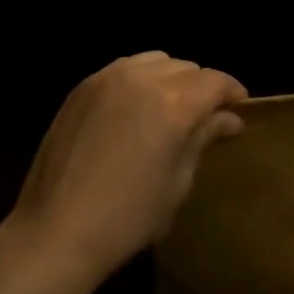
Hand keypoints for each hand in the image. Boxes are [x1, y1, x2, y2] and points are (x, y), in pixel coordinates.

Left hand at [10, 52, 246, 277]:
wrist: (55, 232)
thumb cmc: (128, 217)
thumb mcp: (178, 182)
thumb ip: (203, 139)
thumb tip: (230, 119)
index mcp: (174, 105)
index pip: (215, 81)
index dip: (232, 92)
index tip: (239, 108)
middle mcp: (144, 80)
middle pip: (187, 68)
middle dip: (202, 87)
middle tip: (203, 116)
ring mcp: (109, 78)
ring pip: (156, 61)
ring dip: (171, 78)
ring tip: (169, 107)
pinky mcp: (83, 87)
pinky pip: (125, 68)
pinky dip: (140, 79)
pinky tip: (136, 107)